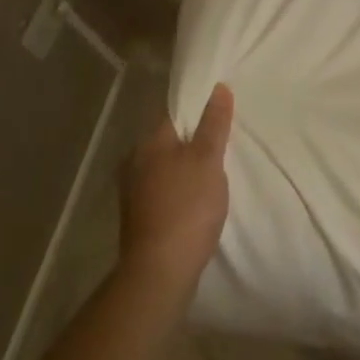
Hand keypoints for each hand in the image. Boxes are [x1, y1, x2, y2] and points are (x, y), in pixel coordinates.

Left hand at [119, 84, 234, 294]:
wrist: (160, 271)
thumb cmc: (187, 206)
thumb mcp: (208, 158)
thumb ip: (214, 123)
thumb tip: (218, 88)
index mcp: (148, 143)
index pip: (174, 112)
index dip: (199, 108)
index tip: (223, 111)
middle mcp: (134, 162)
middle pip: (170, 139)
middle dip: (195, 138)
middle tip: (226, 140)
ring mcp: (134, 191)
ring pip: (167, 165)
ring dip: (188, 164)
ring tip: (217, 168)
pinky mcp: (140, 216)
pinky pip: (165, 187)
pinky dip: (182, 186)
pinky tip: (200, 195)